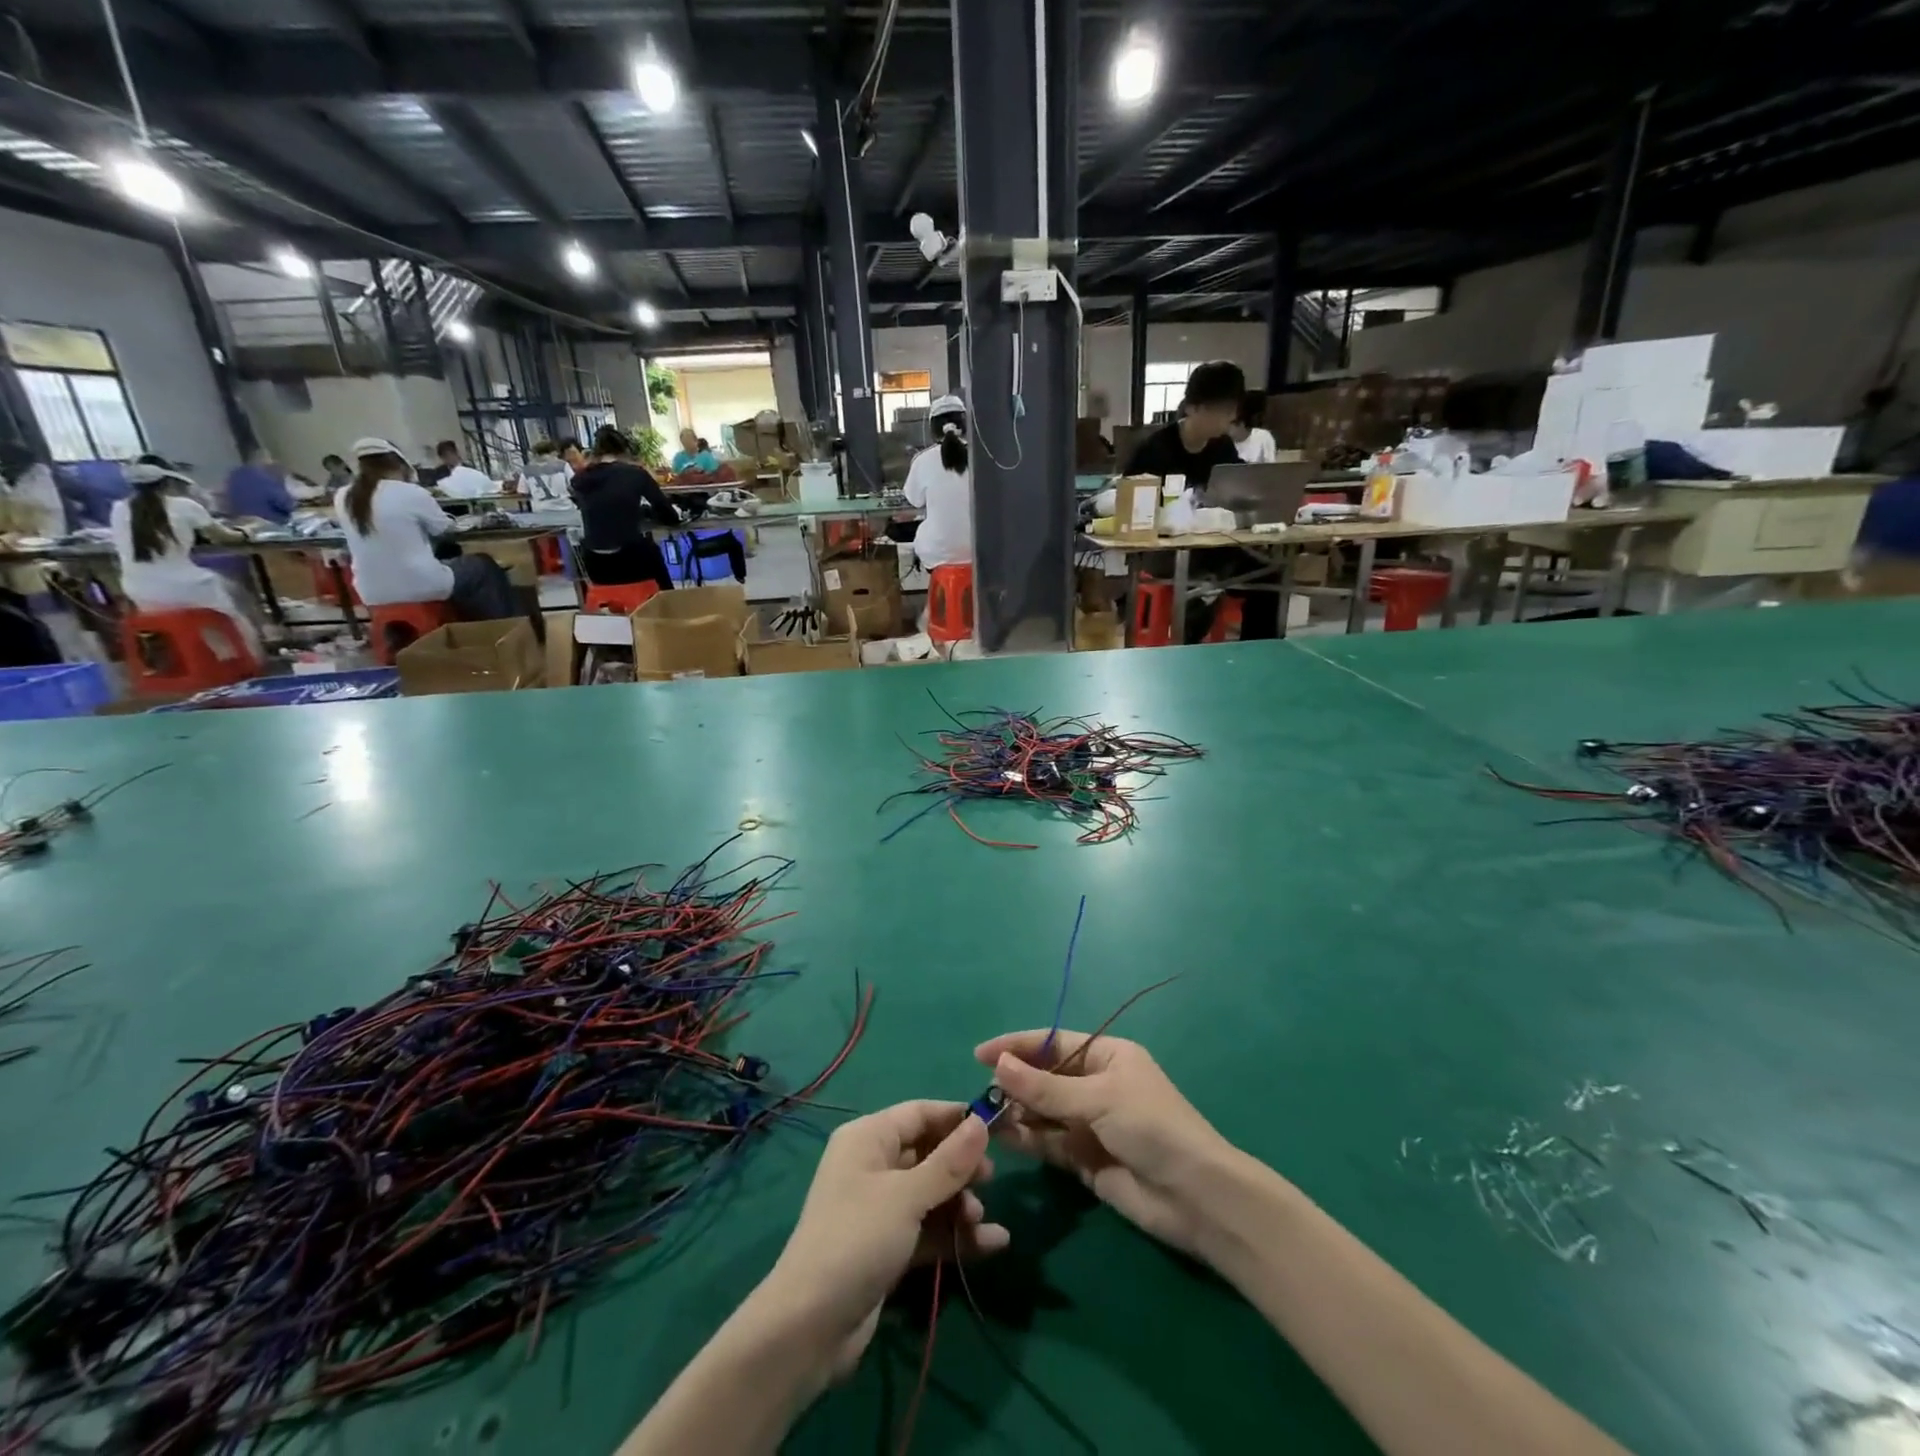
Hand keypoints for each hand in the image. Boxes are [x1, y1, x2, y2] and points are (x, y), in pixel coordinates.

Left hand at [759, 1101, 1007, 1382]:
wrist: (810, 1327)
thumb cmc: (857, 1239)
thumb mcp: (906, 1196)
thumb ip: (949, 1162)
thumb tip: (982, 1121)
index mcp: (869, 1138)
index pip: (920, 1113)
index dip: (957, 1118)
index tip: (998, 1126)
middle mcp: (873, 1165)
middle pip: (928, 1153)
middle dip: (961, 1166)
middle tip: (991, 1179)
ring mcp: (880, 1208)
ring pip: (931, 1193)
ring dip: (960, 1204)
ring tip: (979, 1219)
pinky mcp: (888, 1247)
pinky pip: (928, 1228)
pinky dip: (955, 1234)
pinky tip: (993, 1244)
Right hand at [975, 1031, 1235, 1257]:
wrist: (1195, 1197)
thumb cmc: (1151, 1127)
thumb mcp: (1098, 1099)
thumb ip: (1046, 1088)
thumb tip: (998, 1064)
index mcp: (1107, 1056)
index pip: (1053, 1043)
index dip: (1017, 1046)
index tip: (981, 1054)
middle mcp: (1097, 1084)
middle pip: (1046, 1077)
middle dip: (1015, 1082)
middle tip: (982, 1093)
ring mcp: (1090, 1123)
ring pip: (1044, 1111)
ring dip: (1017, 1112)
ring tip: (985, 1116)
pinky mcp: (1086, 1159)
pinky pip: (1049, 1142)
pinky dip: (1027, 1139)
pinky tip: (1003, 1138)